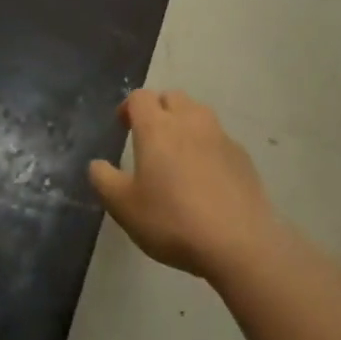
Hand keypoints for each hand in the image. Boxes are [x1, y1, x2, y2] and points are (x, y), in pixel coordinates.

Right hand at [88, 90, 281, 282]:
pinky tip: (205, 177)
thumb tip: (97, 165)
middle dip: (158, 109)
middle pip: (172, 97)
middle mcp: (190, 122)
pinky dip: (207, 146)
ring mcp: (221, 137)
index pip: (140, 97)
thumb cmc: (172, 221)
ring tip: (177, 155)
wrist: (238, 242)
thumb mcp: (124, 207)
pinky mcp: (243, 156)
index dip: (128, 107)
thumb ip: (104, 180)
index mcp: (157, 128)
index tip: (123, 127)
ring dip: (185, 123)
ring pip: (199, 114)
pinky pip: (219, 139)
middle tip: (149, 137)